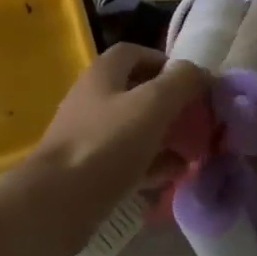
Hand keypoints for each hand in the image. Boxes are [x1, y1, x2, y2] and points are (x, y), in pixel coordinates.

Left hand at [0, 44, 206, 255]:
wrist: (57, 202)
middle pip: (137, 92)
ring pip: (134, 128)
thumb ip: (180, 83)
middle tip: (198, 120)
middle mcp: (93, 99)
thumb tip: (199, 71)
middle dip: (170, 104)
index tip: (192, 82)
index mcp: (103, 74)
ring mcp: (89, 135)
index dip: (165, 62)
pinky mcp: (90, 170)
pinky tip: (173, 176)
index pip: (135, 53)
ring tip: (194, 150)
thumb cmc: (106, 144)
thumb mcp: (152, 105)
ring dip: (164, 136)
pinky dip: (151, 164)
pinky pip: (127, 160)